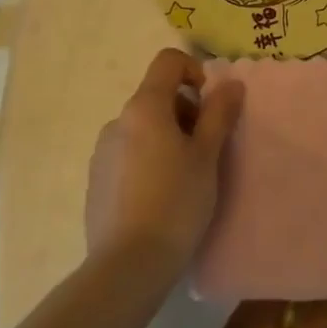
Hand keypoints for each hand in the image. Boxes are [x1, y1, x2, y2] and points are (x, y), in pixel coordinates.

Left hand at [84, 49, 244, 272]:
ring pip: (143, 127)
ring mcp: (102, 152)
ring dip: (168, 137)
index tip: (211, 105)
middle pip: (157, 96)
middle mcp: (117, 122)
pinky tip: (161, 196)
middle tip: (206, 149)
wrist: (128, 265)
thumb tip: (231, 84)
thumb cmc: (176, 201)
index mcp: (144, 108)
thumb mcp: (207, 155)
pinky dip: (149, 160)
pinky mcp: (96, 181)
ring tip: (185, 176)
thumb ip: (219, 114)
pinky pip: (129, 154)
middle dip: (186, 111)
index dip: (195, 71)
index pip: (168, 62)